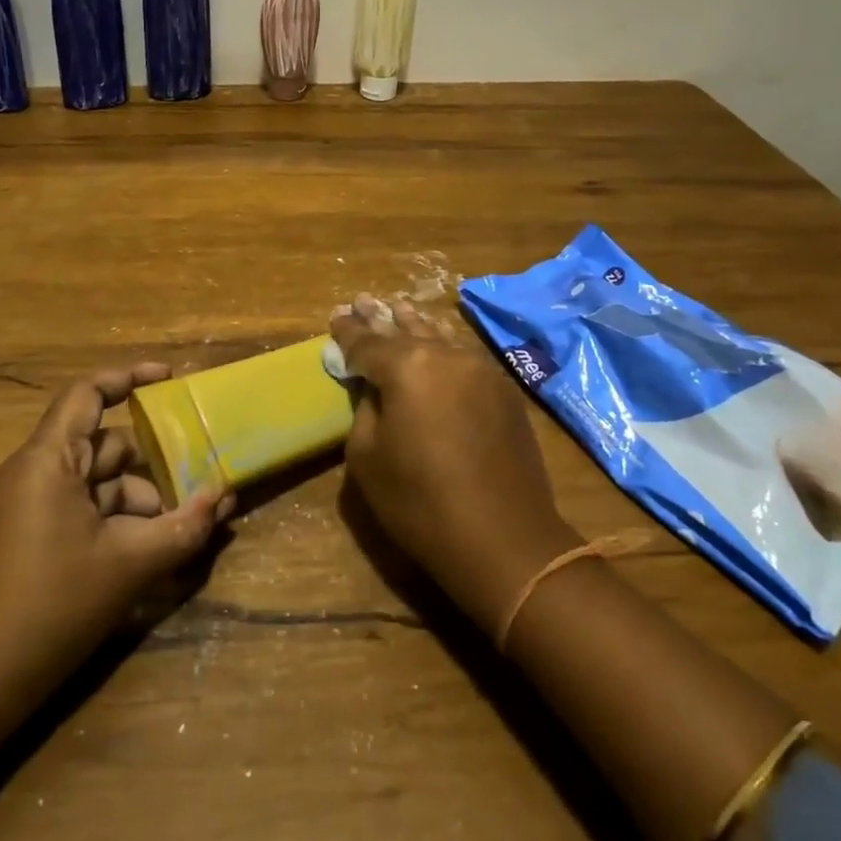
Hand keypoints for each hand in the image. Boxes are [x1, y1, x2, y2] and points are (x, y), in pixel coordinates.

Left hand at [0, 364, 233, 706]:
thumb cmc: (51, 606)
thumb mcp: (127, 565)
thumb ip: (181, 528)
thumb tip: (224, 498)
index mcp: (47, 460)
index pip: (87, 394)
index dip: (129, 377)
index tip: (170, 379)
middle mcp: (32, 473)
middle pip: (102, 446)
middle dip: (151, 463)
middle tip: (198, 479)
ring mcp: (25, 509)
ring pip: (95, 486)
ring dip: (138, 501)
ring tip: (180, 530)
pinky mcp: (25, 541)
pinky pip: (79, 513)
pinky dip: (115, 523)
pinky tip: (147, 554)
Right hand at [330, 296, 578, 632]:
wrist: (505, 539)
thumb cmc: (421, 502)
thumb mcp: (367, 458)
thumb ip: (365, 409)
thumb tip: (374, 388)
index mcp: (406, 367)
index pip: (367, 342)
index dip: (347, 331)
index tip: (335, 317)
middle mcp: (445, 355)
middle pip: (405, 330)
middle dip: (381, 318)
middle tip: (362, 301)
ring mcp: (480, 370)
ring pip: (439, 336)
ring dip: (414, 324)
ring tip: (398, 308)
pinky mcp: (503, 390)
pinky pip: (463, 355)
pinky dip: (442, 345)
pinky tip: (436, 342)